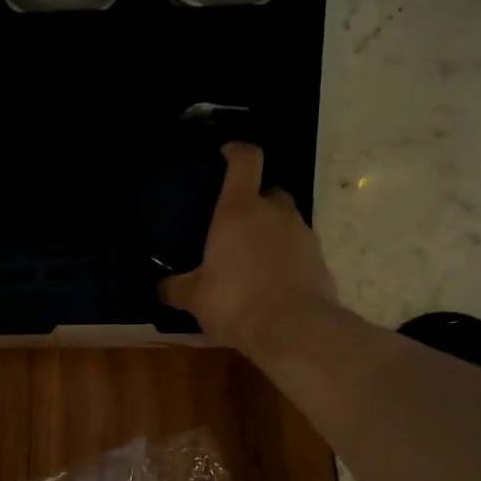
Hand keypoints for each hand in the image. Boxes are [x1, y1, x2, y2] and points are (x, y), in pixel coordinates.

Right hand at [159, 142, 338, 354]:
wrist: (292, 329)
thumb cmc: (234, 301)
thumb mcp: (195, 297)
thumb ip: (176, 288)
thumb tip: (160, 288)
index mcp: (239, 210)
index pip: (246, 160)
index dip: (236, 151)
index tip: (226, 154)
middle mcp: (275, 213)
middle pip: (270, 191)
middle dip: (256, 201)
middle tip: (236, 223)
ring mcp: (303, 235)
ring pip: (286, 221)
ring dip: (271, 232)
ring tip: (252, 258)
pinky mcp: (319, 260)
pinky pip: (298, 250)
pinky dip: (286, 258)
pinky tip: (271, 282)